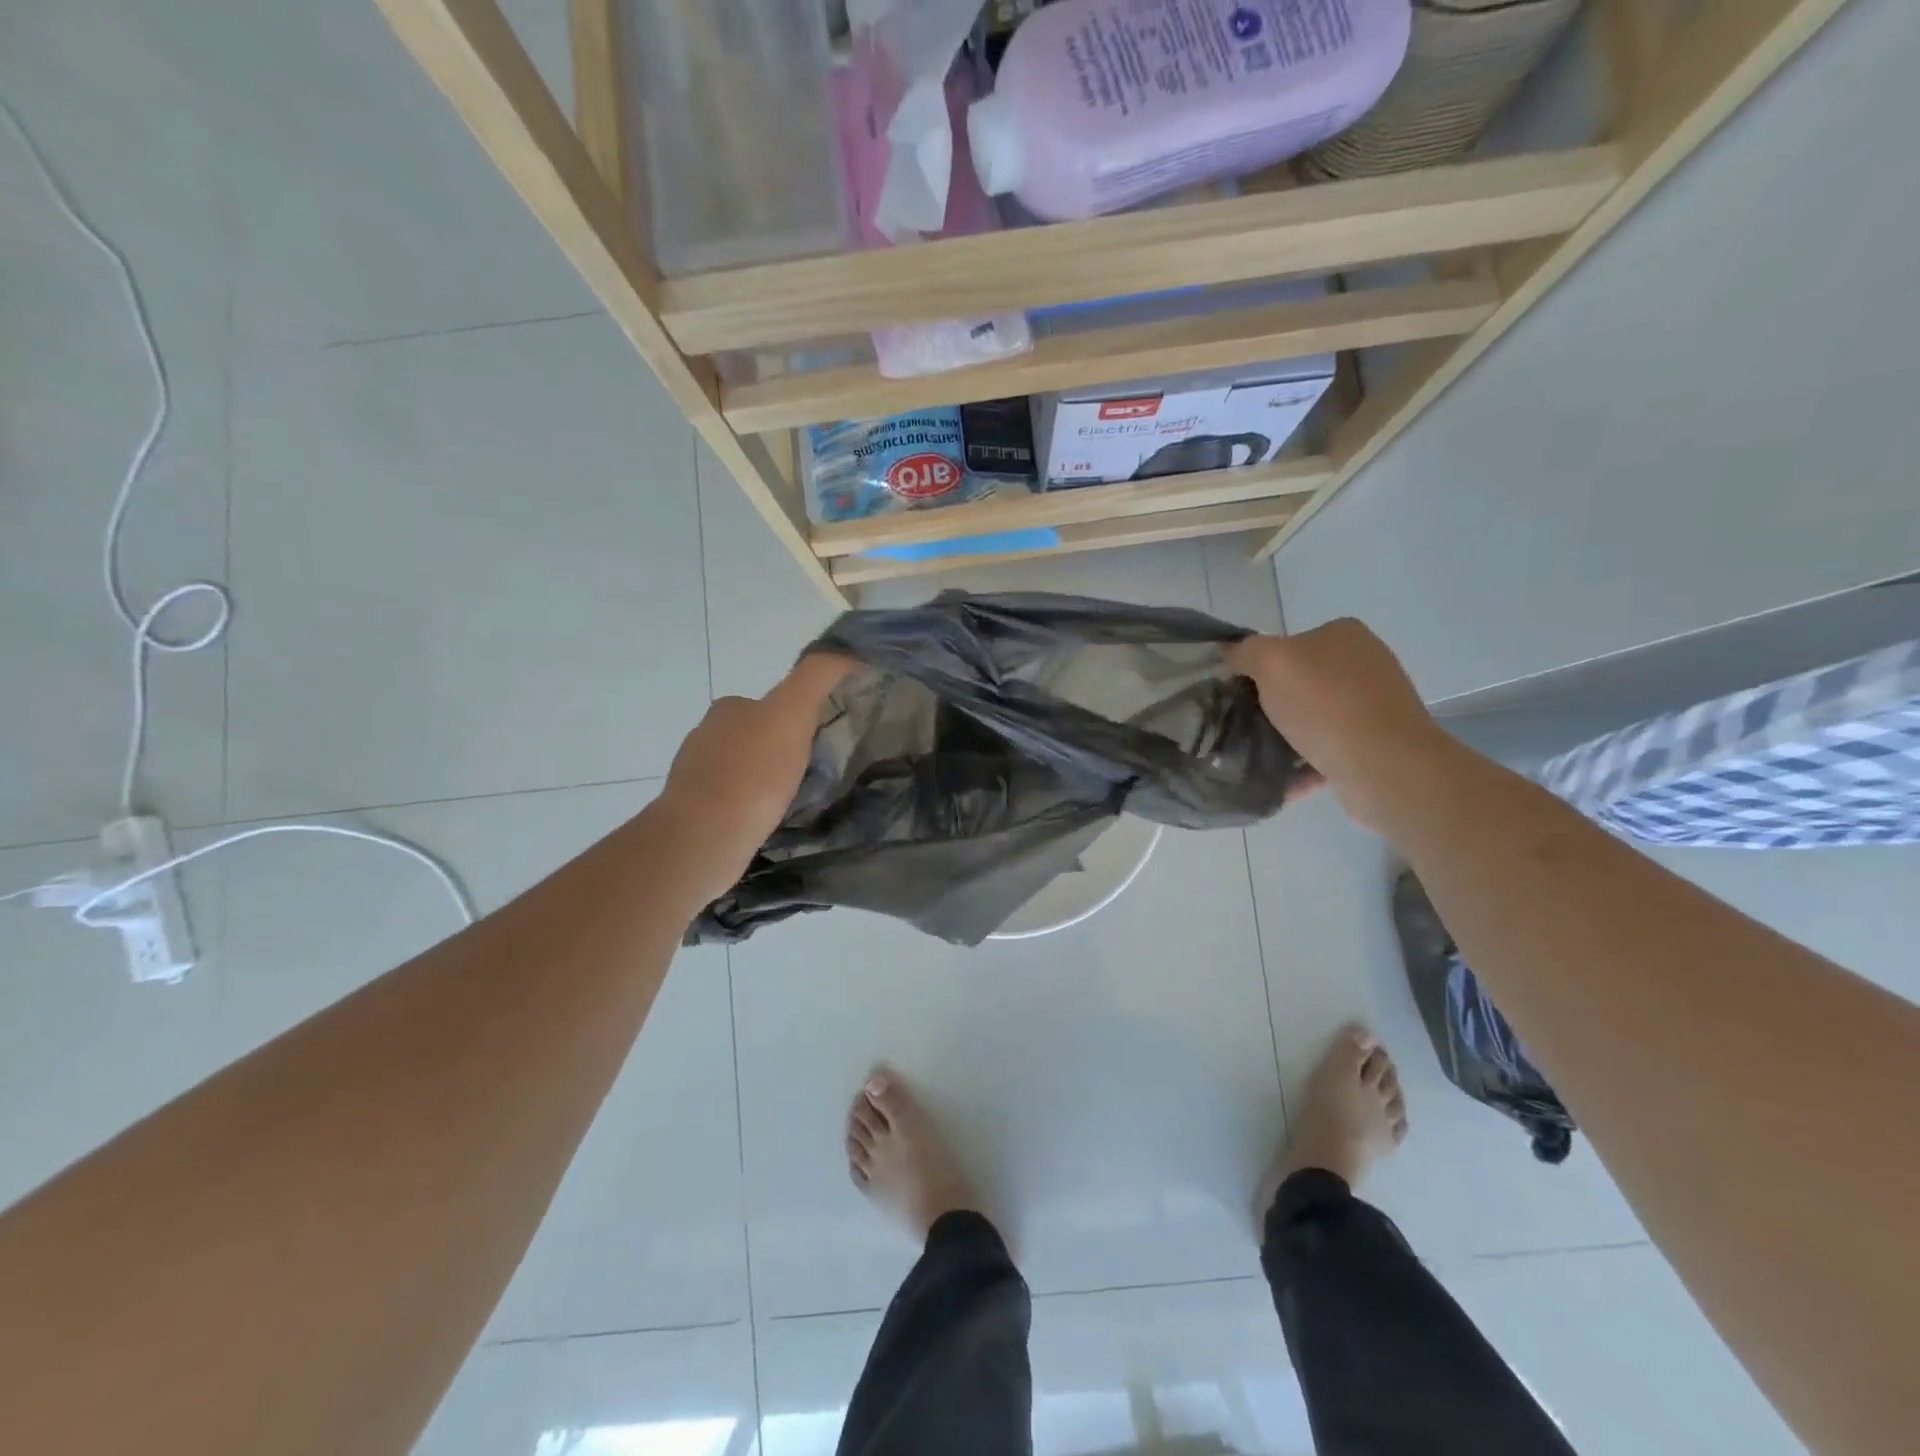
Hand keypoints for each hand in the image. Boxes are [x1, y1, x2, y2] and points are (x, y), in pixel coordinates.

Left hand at [656, 653, 855, 902]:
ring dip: (763, 780)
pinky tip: (764, 822)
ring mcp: (695, 774)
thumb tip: (848, 652)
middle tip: (810, 774)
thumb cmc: (753, 773)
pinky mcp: (694, 811)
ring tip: (789, 802)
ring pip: (742, 769)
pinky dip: (749, 806)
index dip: (799, 719)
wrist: (706, 835)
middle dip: (780, 750)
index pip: (772, 704)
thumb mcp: (792, 712)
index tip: (819, 743)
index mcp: (729, 708)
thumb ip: (817, 676)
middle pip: (756, 735)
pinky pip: (732, 801)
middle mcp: (705, 734)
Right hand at [1226, 620, 1453, 833]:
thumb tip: (1230, 652)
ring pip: (1312, 718)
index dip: (1258, 666)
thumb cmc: (1325, 704)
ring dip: (1285, 736)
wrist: (1383, 765)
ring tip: (1256, 755)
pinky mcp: (1376, 744)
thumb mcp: (1271, 661)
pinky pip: (1326, 750)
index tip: (1238, 692)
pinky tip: (1281, 779)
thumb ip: (1245, 651)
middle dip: (1271, 704)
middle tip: (1243, 724)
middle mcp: (1365, 664)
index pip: (1288, 644)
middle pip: (1300, 682)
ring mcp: (1374, 705)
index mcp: (1344, 635)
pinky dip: (1304, 763)